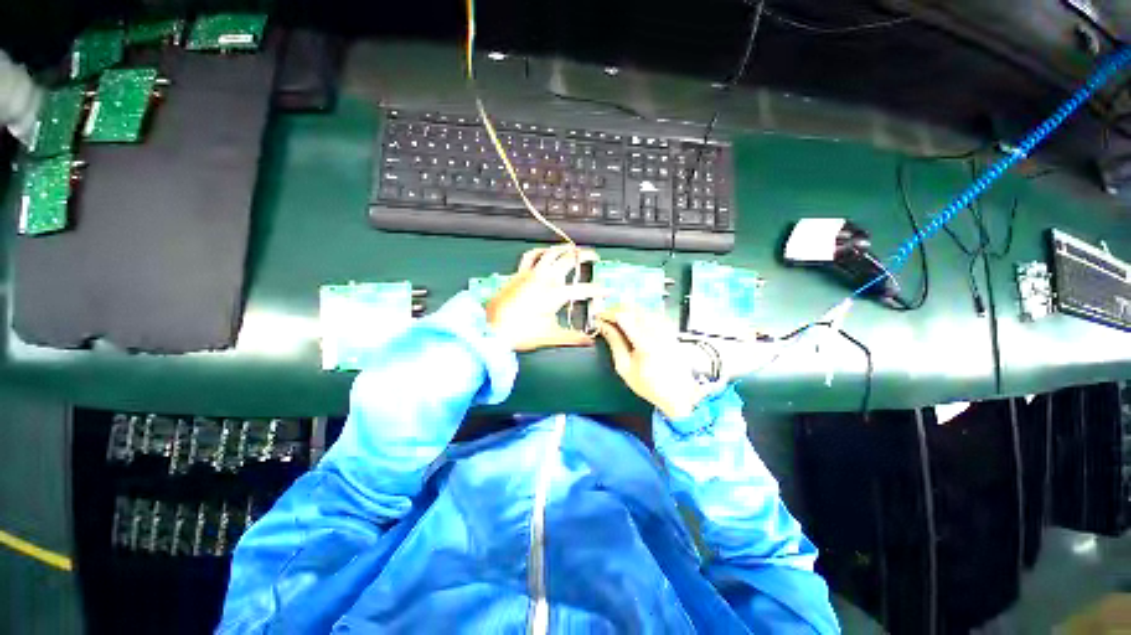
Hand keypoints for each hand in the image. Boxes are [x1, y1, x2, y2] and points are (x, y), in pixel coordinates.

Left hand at [486, 245, 604, 351]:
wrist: (491, 329)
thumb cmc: (521, 333)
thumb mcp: (550, 336)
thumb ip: (572, 337)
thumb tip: (589, 340)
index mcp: (555, 294)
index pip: (583, 290)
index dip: (598, 290)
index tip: (608, 291)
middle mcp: (545, 279)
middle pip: (568, 260)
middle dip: (584, 256)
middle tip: (593, 256)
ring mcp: (530, 274)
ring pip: (550, 252)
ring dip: (563, 248)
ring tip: (572, 248)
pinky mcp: (518, 274)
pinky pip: (531, 256)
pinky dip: (540, 251)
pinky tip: (544, 252)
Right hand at [595, 307, 709, 419]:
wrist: (677, 393)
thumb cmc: (651, 385)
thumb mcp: (624, 368)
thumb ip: (614, 343)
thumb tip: (604, 327)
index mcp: (645, 342)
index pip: (622, 316)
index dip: (607, 313)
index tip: (599, 316)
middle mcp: (657, 332)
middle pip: (633, 308)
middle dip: (616, 310)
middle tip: (605, 318)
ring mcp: (666, 329)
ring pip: (642, 309)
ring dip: (627, 311)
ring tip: (617, 321)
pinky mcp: (670, 330)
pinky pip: (652, 314)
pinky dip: (639, 315)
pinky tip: (633, 323)